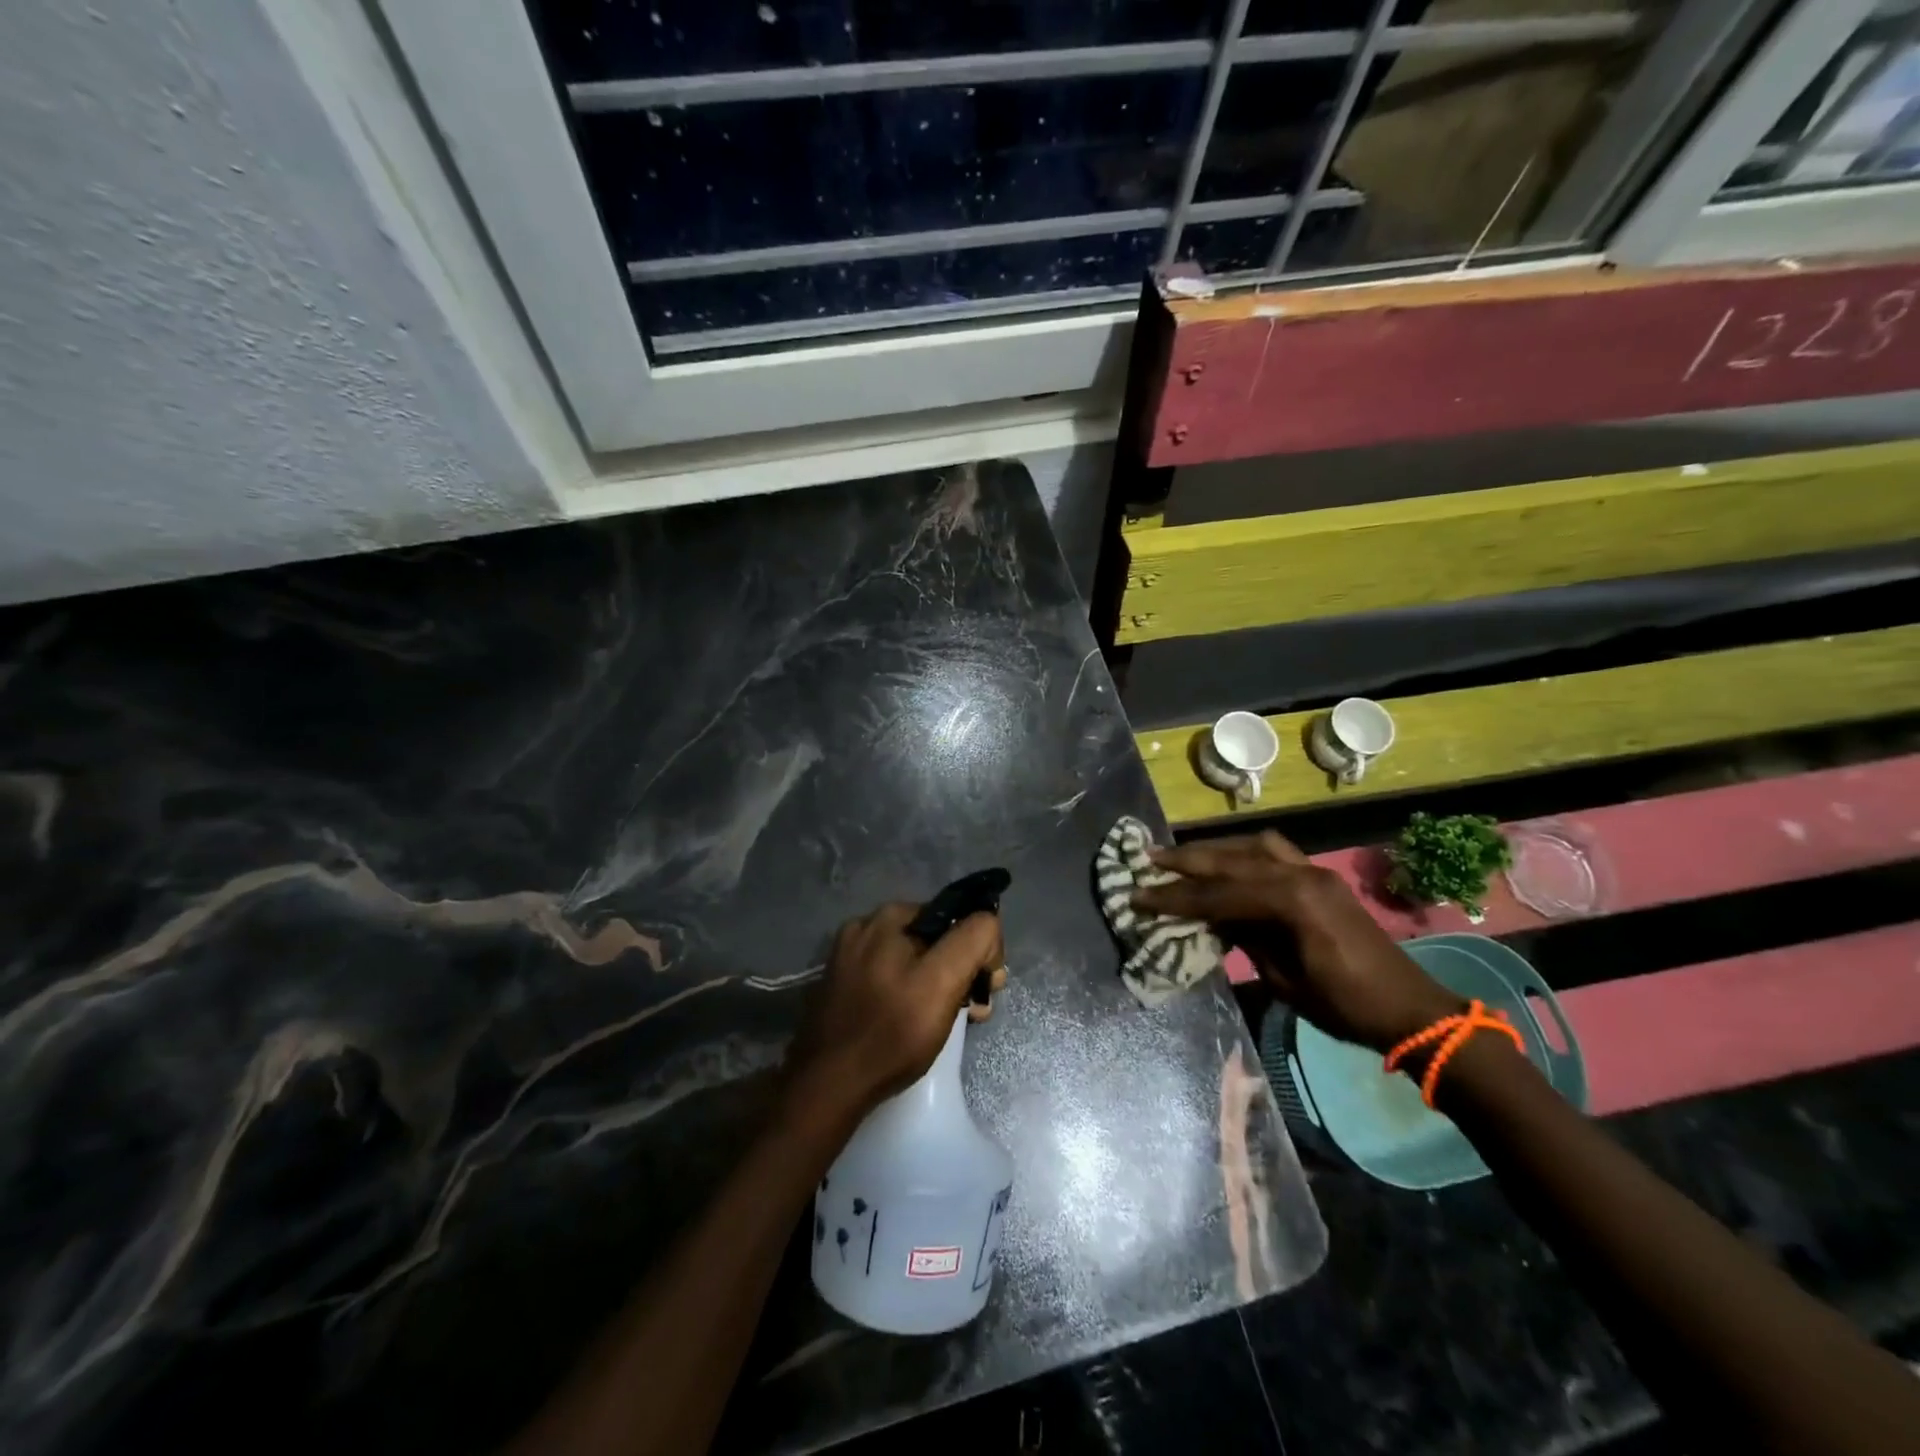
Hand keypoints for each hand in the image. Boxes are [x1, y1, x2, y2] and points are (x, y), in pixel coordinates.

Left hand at [786, 903, 1006, 1118]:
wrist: (828, 1087)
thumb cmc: (891, 1032)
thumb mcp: (943, 981)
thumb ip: (972, 939)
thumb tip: (988, 924)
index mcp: (888, 916)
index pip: (955, 918)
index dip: (977, 951)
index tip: (984, 990)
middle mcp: (864, 927)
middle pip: (933, 941)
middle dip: (959, 971)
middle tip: (971, 1012)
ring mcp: (848, 959)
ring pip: (912, 963)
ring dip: (937, 987)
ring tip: (944, 1024)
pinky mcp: (840, 988)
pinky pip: (889, 981)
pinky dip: (908, 997)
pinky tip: (911, 1026)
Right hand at [1134, 831, 1462, 1051]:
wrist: (1410, 1008)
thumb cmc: (1346, 1006)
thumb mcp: (1285, 981)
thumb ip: (1246, 942)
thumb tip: (1213, 920)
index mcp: (1291, 902)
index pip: (1218, 894)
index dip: (1175, 898)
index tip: (1139, 896)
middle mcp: (1301, 876)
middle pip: (1231, 861)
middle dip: (1186, 861)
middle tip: (1149, 858)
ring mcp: (1314, 872)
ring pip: (1252, 846)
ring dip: (1214, 849)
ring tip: (1182, 855)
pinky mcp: (1321, 878)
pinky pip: (1275, 852)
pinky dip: (1244, 851)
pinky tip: (1228, 859)